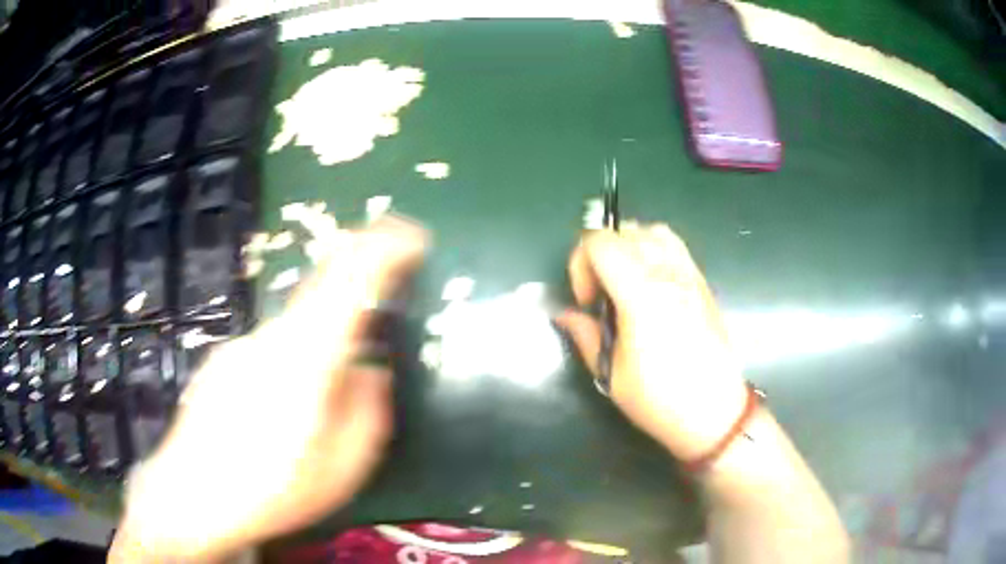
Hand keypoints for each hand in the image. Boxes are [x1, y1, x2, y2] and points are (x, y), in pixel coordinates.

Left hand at [111, 217, 428, 561]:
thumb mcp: (343, 467)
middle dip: (356, 288)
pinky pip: (269, 348)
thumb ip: (368, 411)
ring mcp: (241, 346)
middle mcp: (270, 337)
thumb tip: (372, 370)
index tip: (412, 237)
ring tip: (318, 401)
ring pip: (294, 325)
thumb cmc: (273, 490)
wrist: (191, 497)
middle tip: (377, 316)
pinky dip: (290, 362)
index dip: (384, 249)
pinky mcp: (222, 362)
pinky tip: (278, 414)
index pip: (349, 280)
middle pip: (320, 291)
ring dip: (320, 339)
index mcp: (306, 358)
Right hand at [556, 223, 748, 461]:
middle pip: (624, 231)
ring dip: (629, 246)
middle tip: (600, 292)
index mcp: (641, 295)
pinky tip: (650, 282)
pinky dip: (653, 249)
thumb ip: (585, 335)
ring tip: (624, 280)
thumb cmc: (659, 399)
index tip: (587, 301)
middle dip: (600, 254)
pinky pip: (675, 245)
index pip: (601, 243)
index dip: (580, 264)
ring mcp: (689, 275)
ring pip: (652, 230)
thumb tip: (566, 315)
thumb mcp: (611, 374)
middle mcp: (667, 275)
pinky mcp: (702, 283)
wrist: (713, 411)